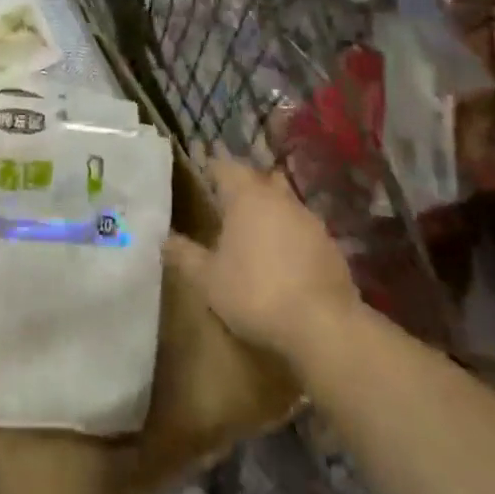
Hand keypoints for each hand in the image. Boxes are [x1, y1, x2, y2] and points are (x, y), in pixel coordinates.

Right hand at [165, 149, 358, 361]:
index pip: (225, 167)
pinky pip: (304, 230)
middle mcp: (279, 198)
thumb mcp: (207, 279)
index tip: (203, 179)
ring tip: (255, 232)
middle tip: (227, 204)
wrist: (323, 326)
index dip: (212, 170)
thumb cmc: (255, 293)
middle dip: (244, 187)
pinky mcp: (331, 246)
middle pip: (259, 179)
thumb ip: (184, 255)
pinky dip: (291, 236)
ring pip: (285, 203)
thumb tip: (163, 239)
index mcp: (246, 197)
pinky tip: (285, 260)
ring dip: (271, 211)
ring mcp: (310, 221)